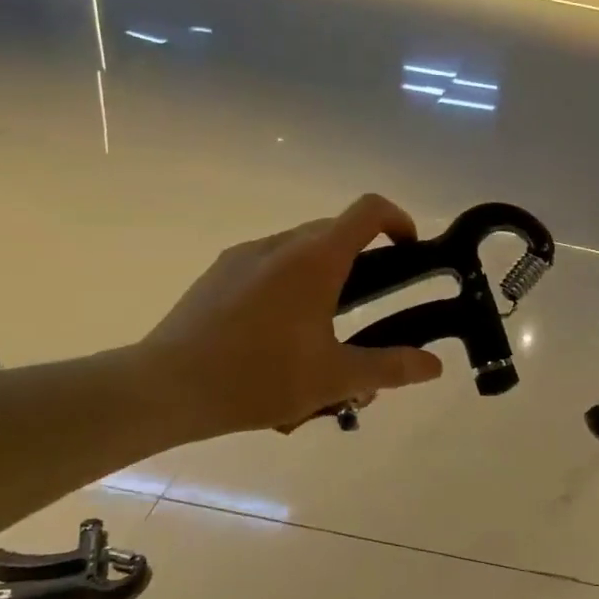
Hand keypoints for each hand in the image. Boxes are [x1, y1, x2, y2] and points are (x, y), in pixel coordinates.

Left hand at [134, 195, 443, 438]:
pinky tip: (278, 336)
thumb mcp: (333, 379)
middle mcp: (280, 245)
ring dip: (323, 277)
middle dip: (362, 262)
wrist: (164, 387)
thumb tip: (434, 365)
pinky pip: (268, 265)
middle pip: (335, 232)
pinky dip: (289, 285)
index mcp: (314, 259)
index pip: (368, 210)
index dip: (398, 220)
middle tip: (370, 313)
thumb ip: (390, 368)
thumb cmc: (257, 377)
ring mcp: (243, 256)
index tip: (411, 251)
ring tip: (321, 334)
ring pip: (300, 250)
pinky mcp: (217, 274)